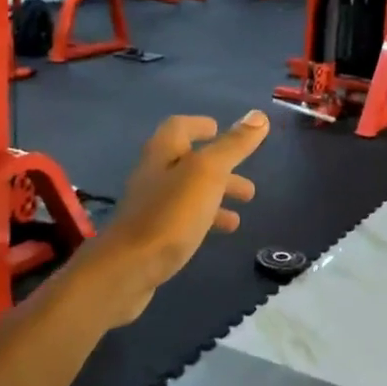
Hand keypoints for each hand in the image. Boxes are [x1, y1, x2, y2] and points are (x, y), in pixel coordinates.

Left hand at [82, 111, 270, 316]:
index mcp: (163, 152)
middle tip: (247, 179)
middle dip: (220, 167)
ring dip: (217, 194)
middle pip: (188, 161)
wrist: (128, 269)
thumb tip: (258, 115)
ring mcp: (150, 206)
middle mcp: (153, 174)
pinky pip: (183, 219)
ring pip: (189, 192)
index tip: (220, 129)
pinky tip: (221, 232)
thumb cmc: (171, 214)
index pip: (179, 126)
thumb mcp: (208, 173)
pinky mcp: (152, 235)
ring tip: (245, 206)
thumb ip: (233, 145)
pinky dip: (206, 219)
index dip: (200, 125)